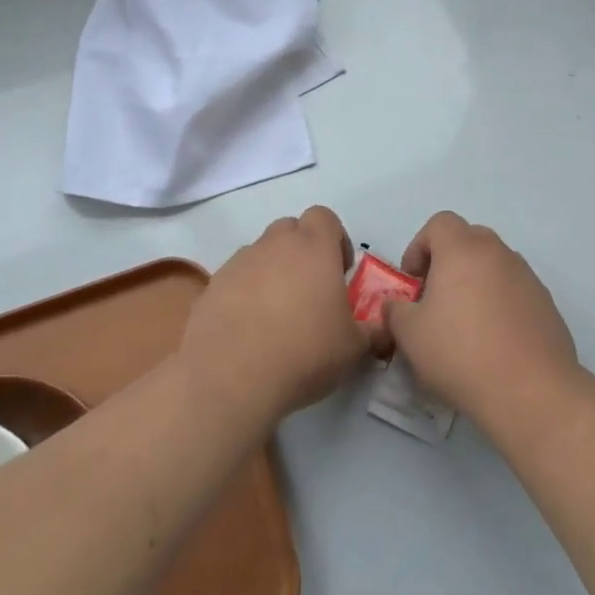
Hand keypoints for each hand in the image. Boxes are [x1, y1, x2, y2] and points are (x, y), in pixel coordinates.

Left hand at [179, 206, 380, 428]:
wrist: (231, 377)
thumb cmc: (304, 352)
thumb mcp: (353, 347)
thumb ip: (372, 330)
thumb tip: (383, 329)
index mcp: (313, 248)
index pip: (324, 217)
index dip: (335, 238)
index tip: (339, 271)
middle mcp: (274, 245)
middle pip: (290, 229)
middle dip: (302, 251)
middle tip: (310, 290)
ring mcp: (239, 263)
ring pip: (260, 253)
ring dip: (271, 271)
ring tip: (276, 313)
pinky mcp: (211, 286)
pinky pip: (235, 279)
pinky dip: (243, 294)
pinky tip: (249, 328)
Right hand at [384, 212, 579, 435]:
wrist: (530, 391)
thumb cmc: (460, 353)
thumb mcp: (410, 335)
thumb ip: (395, 311)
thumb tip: (397, 305)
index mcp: (463, 250)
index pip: (439, 223)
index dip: (419, 246)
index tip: (413, 282)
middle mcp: (498, 253)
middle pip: (469, 239)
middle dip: (447, 262)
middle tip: (435, 299)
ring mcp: (527, 277)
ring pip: (494, 265)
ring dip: (475, 283)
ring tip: (465, 325)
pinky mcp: (546, 304)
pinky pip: (515, 291)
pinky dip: (500, 304)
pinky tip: (493, 342)